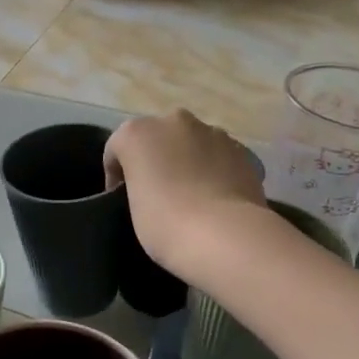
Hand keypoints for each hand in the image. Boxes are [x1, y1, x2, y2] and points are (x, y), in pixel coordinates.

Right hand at [104, 111, 266, 277]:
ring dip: (187, 162)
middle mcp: (175, 122)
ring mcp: (213, 133)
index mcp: (138, 133)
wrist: (224, 236)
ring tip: (190, 197)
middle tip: (157, 193)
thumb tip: (155, 187)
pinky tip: (215, 199)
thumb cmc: (165, 223)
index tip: (121, 201)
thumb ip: (138, 185)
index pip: (117, 149)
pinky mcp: (242, 150)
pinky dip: (213, 171)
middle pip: (158, 138)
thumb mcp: (133, 207)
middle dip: (156, 160)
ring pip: (191, 144)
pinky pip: (218, 157)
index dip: (116, 176)